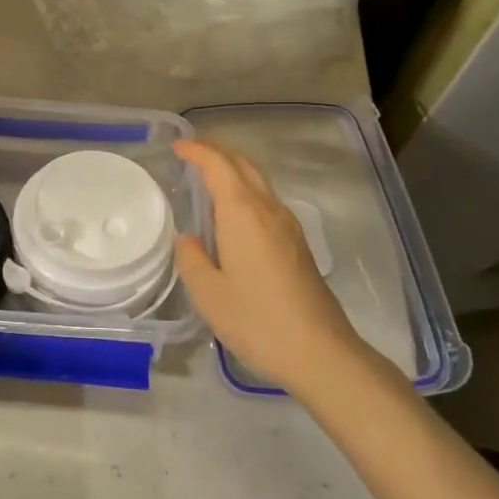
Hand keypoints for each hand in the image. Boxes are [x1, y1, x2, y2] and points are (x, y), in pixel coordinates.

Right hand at [173, 138, 371, 396]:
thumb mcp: (209, 294)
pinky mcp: (297, 244)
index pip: (219, 165)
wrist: (320, 352)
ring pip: (258, 181)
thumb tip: (187, 238)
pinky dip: (245, 190)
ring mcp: (288, 226)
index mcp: (244, 213)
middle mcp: (268, 209)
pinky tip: (232, 213)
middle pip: (243, 165)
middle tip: (190, 153)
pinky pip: (266, 200)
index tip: (177, 146)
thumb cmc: (257, 321)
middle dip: (217, 152)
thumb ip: (191, 258)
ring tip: (207, 178)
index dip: (198, 150)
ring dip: (233, 170)